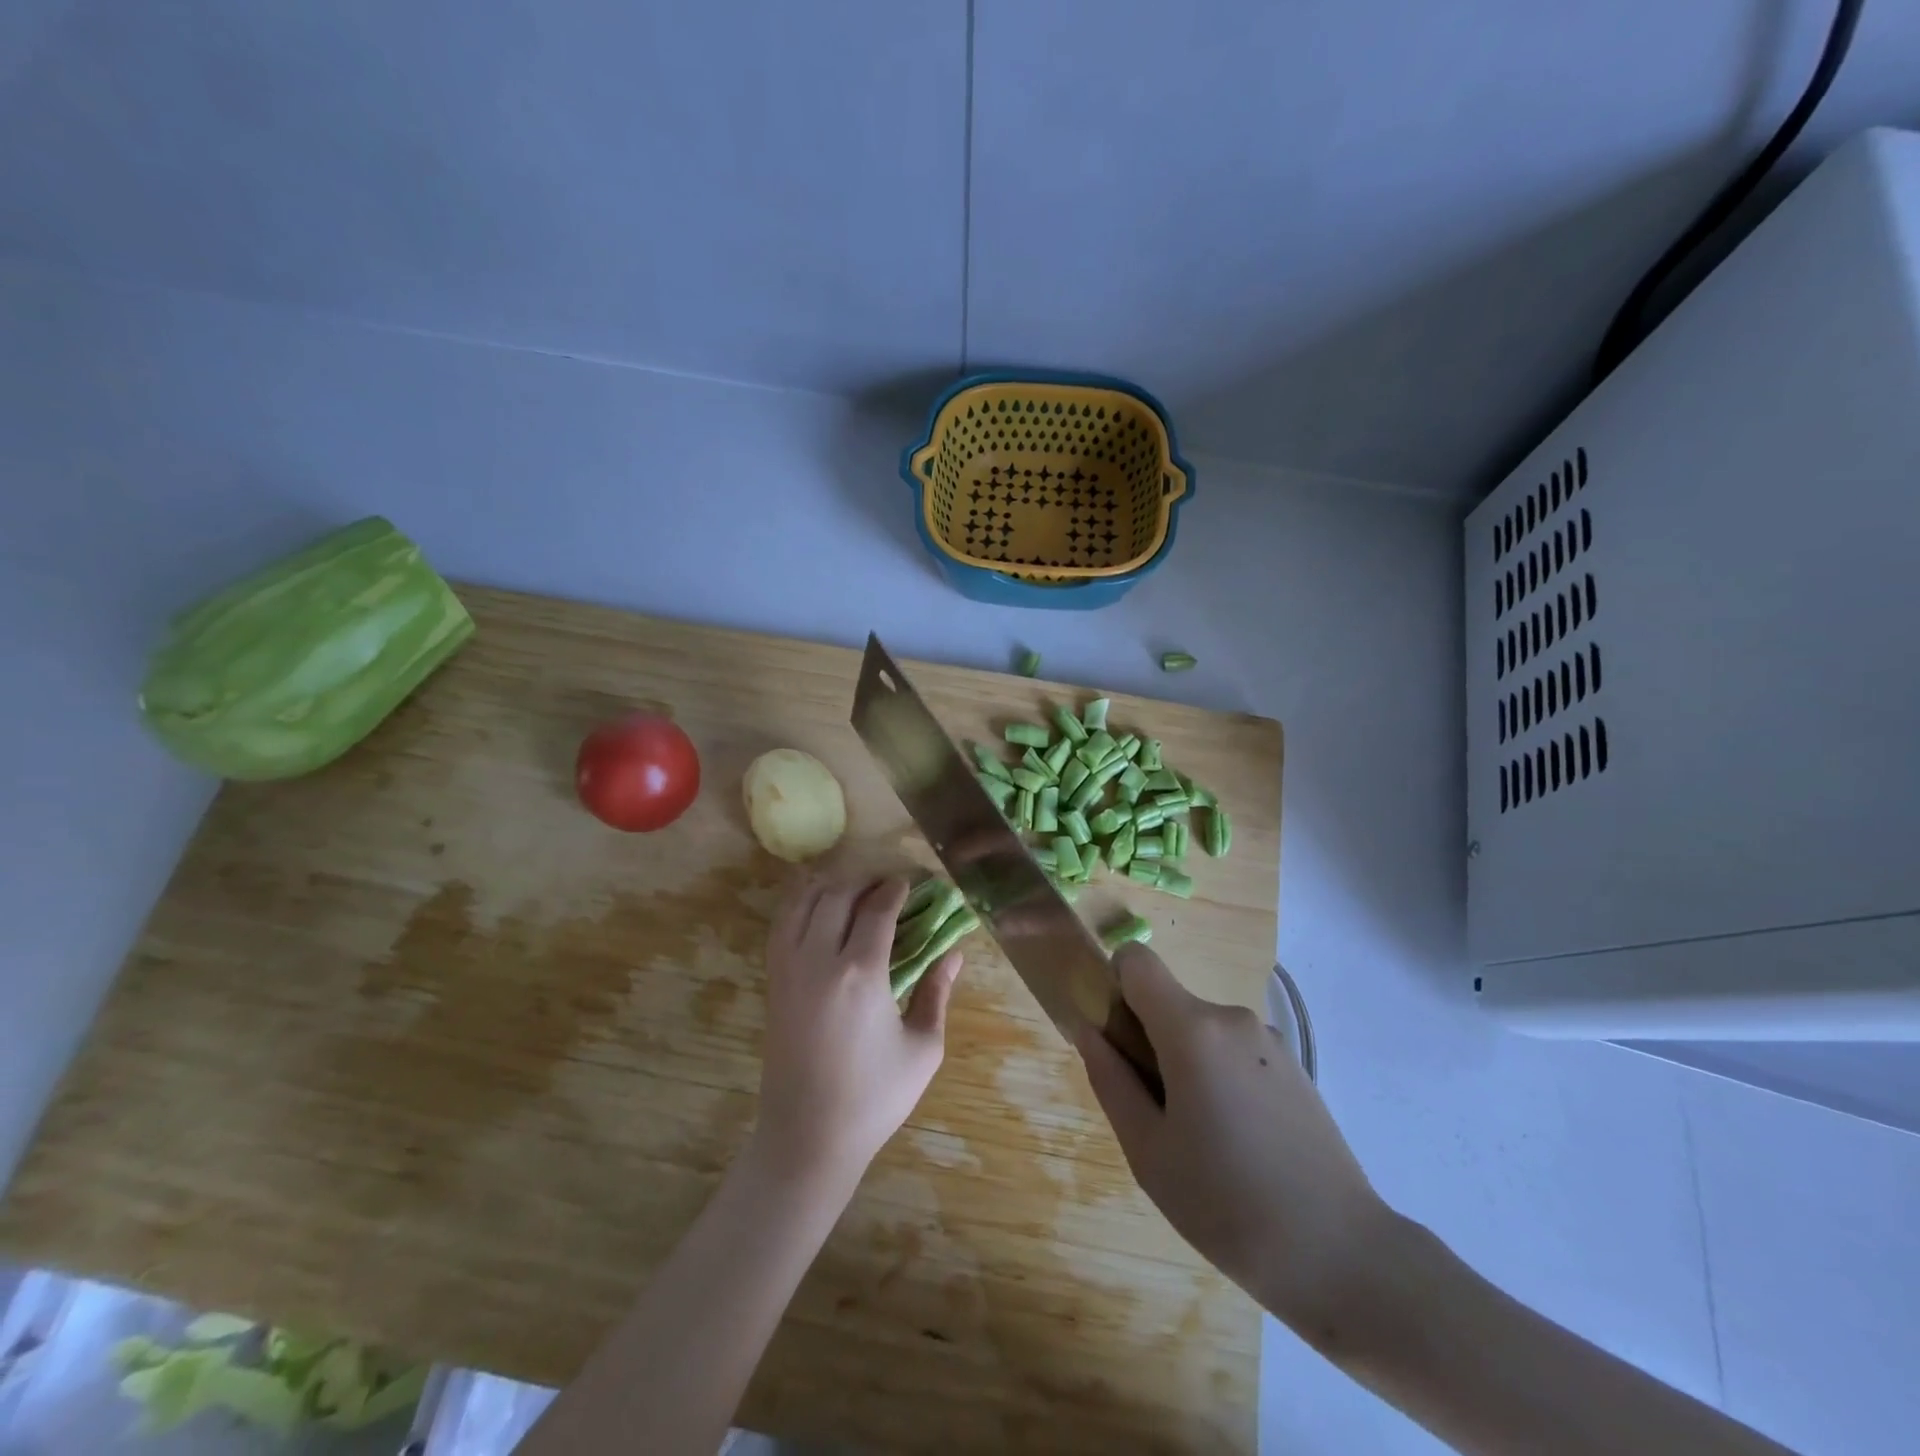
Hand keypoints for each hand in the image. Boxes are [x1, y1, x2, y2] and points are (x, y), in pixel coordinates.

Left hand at [753, 874, 961, 1186]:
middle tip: (886, 884)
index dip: (895, 889)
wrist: (807, 1137)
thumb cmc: (874, 1097)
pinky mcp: (773, 982)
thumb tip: (954, 953)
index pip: (877, 909)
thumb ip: (937, 992)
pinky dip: (800, 904)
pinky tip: (817, 907)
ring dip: (830, 885)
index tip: (910, 883)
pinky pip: (782, 925)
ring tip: (853, 888)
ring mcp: (789, 968)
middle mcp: (819, 959)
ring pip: (803, 902)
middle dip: (864, 880)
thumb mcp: (922, 1048)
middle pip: (837, 894)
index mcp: (860, 973)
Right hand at [1075, 945, 1391, 1334]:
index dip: (1115, 987)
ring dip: (1186, 1065)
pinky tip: (1238, 1143)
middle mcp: (1231, 1018)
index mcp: (1192, 1029)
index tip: (1118, 1041)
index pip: (1136, 961)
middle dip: (1149, 1042)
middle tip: (1157, 1117)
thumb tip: (1090, 1031)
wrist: (1342, 1256)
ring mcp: (1268, 1040)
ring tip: (1201, 1140)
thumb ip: (1110, 1080)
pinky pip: (1233, 1052)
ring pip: (1200, 1031)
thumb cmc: (1227, 1205)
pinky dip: (1219, 1078)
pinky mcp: (1294, 1066)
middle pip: (1168, 1003)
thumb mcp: (1148, 1151)